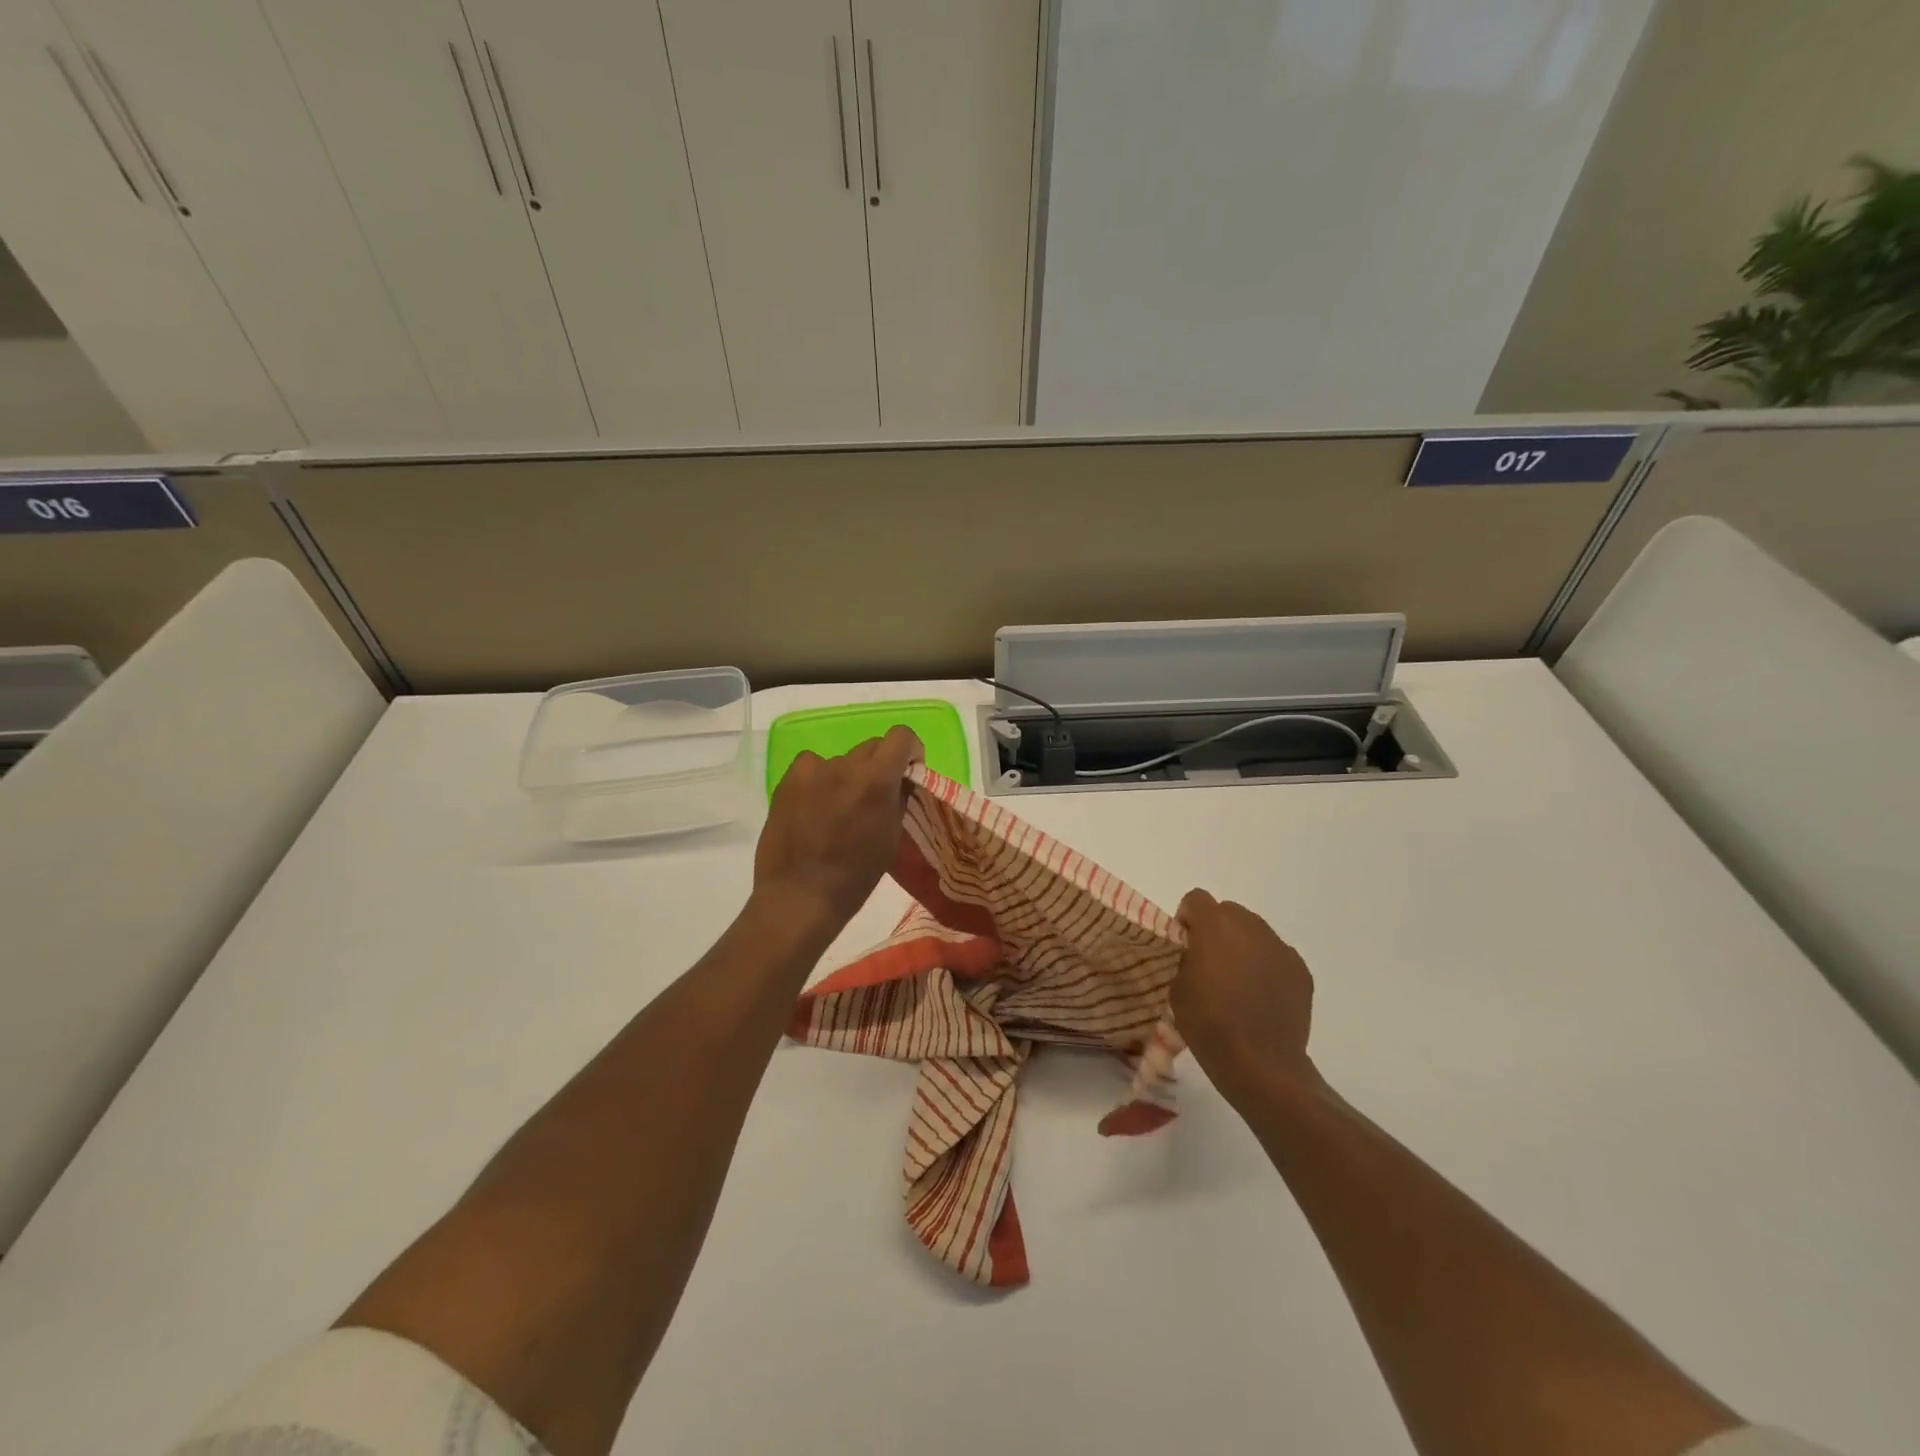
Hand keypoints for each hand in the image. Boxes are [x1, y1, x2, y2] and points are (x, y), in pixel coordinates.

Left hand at [753, 726, 922, 928]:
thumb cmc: (855, 876)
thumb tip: (901, 780)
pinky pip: (812, 765)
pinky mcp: (788, 779)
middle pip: (872, 747)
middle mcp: (846, 766)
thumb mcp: (891, 838)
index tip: (908, 770)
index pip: (901, 737)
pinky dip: (820, 778)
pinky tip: (814, 804)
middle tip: (874, 794)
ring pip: (843, 760)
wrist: (799, 897)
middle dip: (881, 765)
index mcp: (877, 781)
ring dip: (849, 775)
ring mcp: (814, 770)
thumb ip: (899, 799)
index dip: (910, 750)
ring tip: (838, 807)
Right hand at [1171, 889, 1316, 1101]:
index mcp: (1215, 925)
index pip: (1196, 899)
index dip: (1187, 919)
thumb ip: (1184, 955)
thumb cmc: (1208, 1022)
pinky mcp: (1301, 971)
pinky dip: (1266, 967)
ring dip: (1242, 946)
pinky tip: (1260, 997)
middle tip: (1209, 964)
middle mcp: (1251, 926)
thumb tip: (1194, 949)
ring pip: (1255, 932)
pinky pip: (1276, 955)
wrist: (1259, 1063)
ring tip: (1237, 983)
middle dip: (1216, 930)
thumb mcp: (1176, 984)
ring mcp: (1280, 948)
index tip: (1184, 945)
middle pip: (1228, 912)